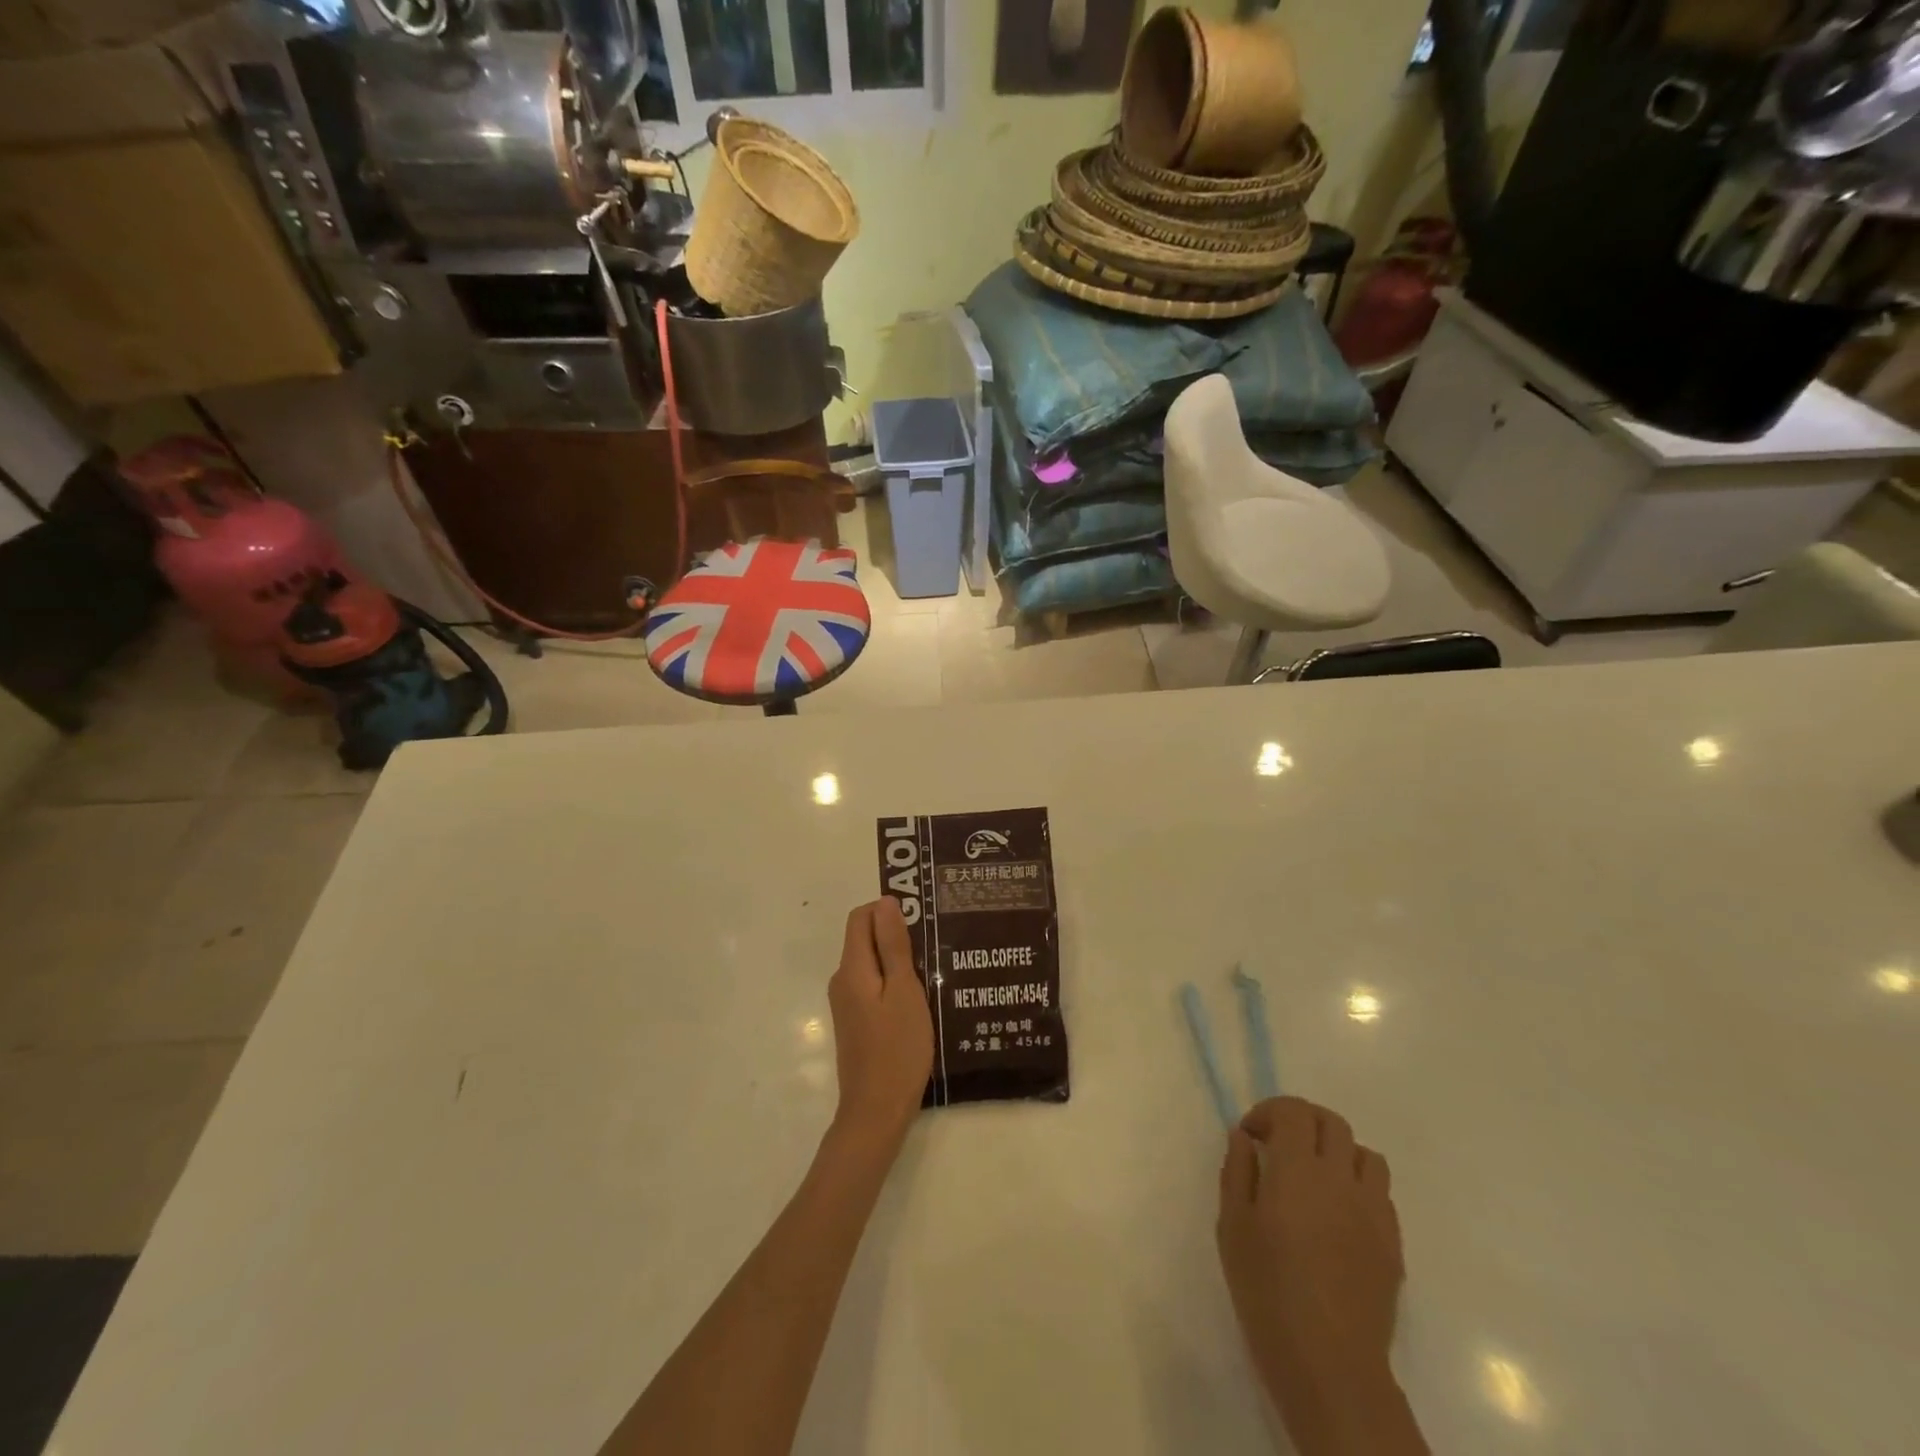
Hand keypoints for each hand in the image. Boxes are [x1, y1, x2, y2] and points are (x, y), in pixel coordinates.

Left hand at [827, 900, 933, 1150]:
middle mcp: (843, 980)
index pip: (860, 917)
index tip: (922, 917)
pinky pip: (874, 985)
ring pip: (872, 963)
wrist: (876, 1112)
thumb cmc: (897, 1049)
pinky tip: (922, 995)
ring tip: (935, 967)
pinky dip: (894, 981)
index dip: (888, 910)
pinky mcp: (856, 1020)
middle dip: (897, 933)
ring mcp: (847, 1002)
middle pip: (865, 938)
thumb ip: (894, 946)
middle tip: (936, 942)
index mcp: (852, 968)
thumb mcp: (904, 991)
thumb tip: (885, 902)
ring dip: (899, 959)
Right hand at [1217, 1097, 1409, 1454]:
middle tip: (1280, 1146)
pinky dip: (1358, 1186)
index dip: (1269, 1112)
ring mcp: (1373, 1210)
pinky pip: (1381, 1192)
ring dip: (1337, 1151)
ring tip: (1315, 1177)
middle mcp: (1341, 1178)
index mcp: (1298, 1169)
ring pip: (1364, 1153)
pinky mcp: (1393, 1243)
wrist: (1329, 1364)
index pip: (1293, 1111)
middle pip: (1331, 1122)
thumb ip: (1237, 1171)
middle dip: (1302, 1122)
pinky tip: (1338, 1215)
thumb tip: (1243, 1137)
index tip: (1251, 1136)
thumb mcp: (1232, 1226)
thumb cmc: (1267, 1291)